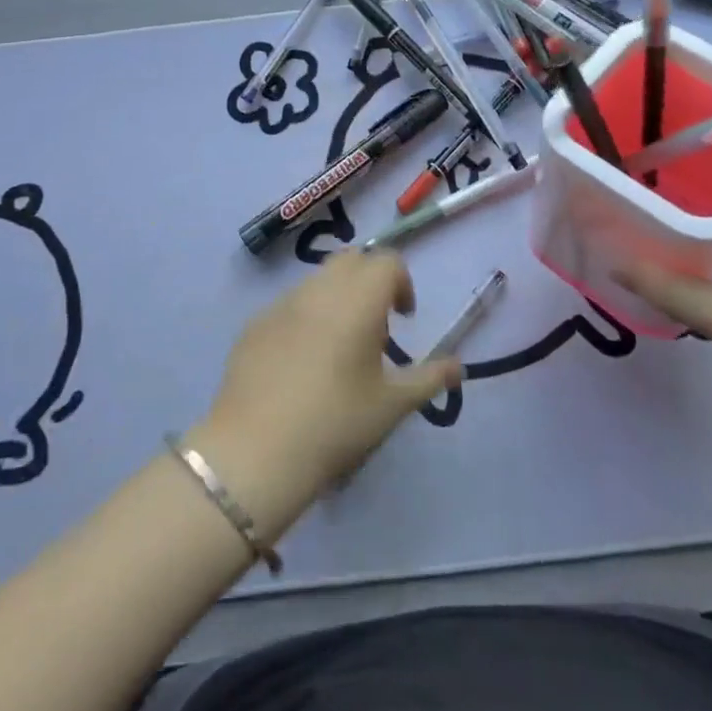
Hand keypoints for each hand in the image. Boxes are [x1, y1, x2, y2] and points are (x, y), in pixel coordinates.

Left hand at [188, 252, 459, 532]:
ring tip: (339, 348)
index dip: (401, 283)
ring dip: (336, 297)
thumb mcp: (392, 405)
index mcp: (357, 300)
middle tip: (374, 327)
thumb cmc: (336, 423)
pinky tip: (301, 364)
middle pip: (351, 259)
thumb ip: (429, 378)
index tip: (403, 319)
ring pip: (317, 280)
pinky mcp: (254, 323)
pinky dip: (305, 318)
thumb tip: (457, 366)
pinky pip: (288, 305)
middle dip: (369, 280)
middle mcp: (319, 289)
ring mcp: (281, 303)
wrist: (256, 450)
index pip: (387, 261)